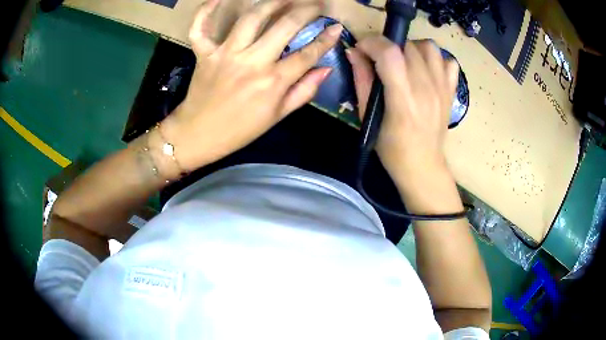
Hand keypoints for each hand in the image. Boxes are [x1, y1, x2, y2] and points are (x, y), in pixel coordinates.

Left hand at [163, 0, 341, 172]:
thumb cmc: (240, 129)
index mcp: (273, 82)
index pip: (307, 54)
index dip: (326, 39)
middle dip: (305, 11)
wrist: (199, 135)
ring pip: (251, 18)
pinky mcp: (204, 53)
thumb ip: (304, 91)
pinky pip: (201, 27)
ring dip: (272, 2)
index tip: (336, 27)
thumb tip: (326, 69)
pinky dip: (206, 10)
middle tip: (315, 4)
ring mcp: (226, 54)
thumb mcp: (277, 116)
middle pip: (285, 26)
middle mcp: (252, 62)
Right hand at [345, 36, 458, 188]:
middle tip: (380, 60)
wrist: (423, 165)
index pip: (390, 53)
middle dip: (388, 46)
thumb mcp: (368, 116)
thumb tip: (354, 52)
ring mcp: (442, 88)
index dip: (372, 43)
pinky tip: (426, 70)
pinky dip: (436, 60)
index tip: (362, 48)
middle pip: (408, 46)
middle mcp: (426, 88)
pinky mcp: (451, 91)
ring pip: (430, 48)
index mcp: (403, 98)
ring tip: (404, 61)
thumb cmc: (391, 147)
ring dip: (412, 48)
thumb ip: (362, 81)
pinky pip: (449, 62)